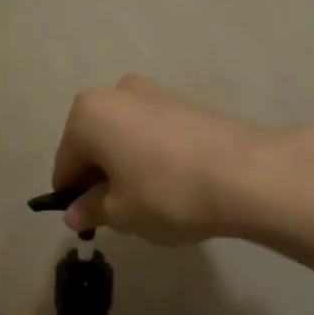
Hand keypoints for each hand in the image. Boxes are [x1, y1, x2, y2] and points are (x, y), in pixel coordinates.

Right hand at [50, 75, 287, 243]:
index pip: (66, 164)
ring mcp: (154, 92)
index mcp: (87, 114)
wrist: (247, 174)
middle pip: (94, 143)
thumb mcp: (121, 213)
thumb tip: (75, 213)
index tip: (90, 222)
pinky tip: (175, 182)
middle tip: (121, 213)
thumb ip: (91, 210)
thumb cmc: (167, 193)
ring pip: (125, 135)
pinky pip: (153, 132)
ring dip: (127, 164)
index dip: (74, 197)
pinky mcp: (186, 102)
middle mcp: (116, 93)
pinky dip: (153, 154)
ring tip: (152, 199)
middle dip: (101, 176)